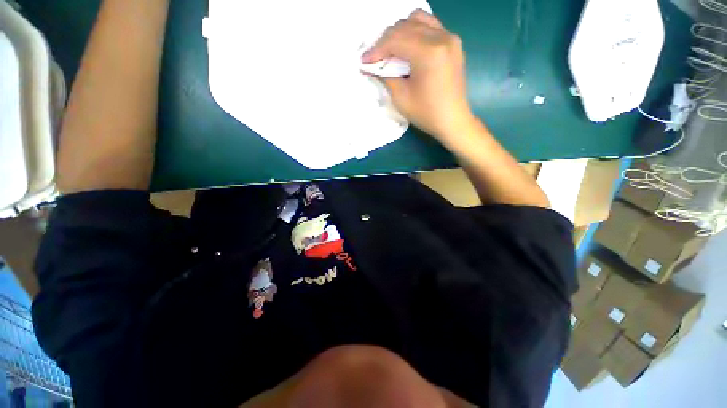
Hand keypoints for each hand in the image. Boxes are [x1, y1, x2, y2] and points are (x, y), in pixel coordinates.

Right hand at [362, 9, 473, 147]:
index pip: (395, 40)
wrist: (452, 119)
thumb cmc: (426, 113)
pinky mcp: (453, 42)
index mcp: (429, 53)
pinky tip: (408, 47)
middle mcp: (441, 37)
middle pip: (405, 26)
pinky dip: (415, 31)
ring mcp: (450, 37)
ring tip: (391, 50)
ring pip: (417, 19)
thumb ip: (386, 76)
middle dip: (385, 40)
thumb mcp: (401, 97)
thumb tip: (372, 65)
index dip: (377, 49)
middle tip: (376, 58)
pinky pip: (430, 25)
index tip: (364, 60)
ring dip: (400, 32)